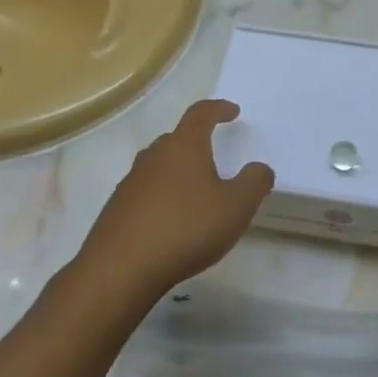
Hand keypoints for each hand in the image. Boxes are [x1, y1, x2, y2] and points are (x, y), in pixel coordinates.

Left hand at [75, 99, 273, 302]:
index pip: (200, 114)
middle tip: (214, 156)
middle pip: (176, 138)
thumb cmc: (186, 228)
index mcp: (184, 147)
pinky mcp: (117, 208)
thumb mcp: (236, 207)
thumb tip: (259, 167)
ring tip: (195, 191)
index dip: (218, 109)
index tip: (232, 111)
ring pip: (159, 166)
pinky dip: (162, 196)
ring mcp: (131, 182)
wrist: (121, 268)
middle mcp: (154, 156)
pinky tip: (171, 220)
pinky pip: (145, 191)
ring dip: (178, 171)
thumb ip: (254, 182)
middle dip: (197, 142)